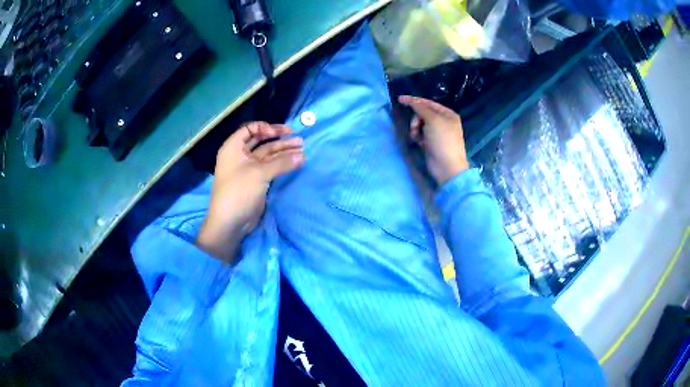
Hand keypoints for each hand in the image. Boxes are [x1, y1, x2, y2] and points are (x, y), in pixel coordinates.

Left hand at [196, 122, 304, 261]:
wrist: (230, 222)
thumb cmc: (239, 191)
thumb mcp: (259, 173)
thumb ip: (282, 162)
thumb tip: (302, 156)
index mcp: (233, 147)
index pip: (249, 128)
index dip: (264, 127)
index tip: (279, 133)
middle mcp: (240, 155)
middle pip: (261, 141)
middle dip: (279, 139)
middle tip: (298, 139)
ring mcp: (248, 169)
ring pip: (268, 155)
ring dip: (284, 152)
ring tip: (302, 150)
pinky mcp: (256, 181)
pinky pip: (270, 167)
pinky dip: (282, 164)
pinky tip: (296, 162)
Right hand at [398, 96, 469, 184]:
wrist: (447, 166)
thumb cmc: (443, 140)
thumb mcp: (433, 120)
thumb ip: (421, 108)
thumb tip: (411, 100)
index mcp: (447, 114)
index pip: (428, 103)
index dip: (414, 100)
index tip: (400, 99)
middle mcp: (443, 122)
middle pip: (423, 113)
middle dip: (416, 119)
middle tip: (415, 127)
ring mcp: (437, 133)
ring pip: (419, 124)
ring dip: (415, 128)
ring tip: (416, 136)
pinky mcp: (430, 143)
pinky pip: (420, 134)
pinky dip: (417, 137)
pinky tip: (418, 142)